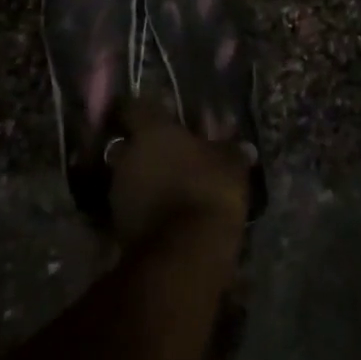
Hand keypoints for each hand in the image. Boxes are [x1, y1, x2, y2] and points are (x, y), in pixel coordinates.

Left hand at [106, 96, 248, 247]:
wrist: (183, 253)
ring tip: (171, 186)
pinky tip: (166, 212)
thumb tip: (242, 145)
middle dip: (148, 147)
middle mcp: (128, 154)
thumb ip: (231, 150)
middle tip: (172, 153)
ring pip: (129, 174)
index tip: (164, 113)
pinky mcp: (117, 223)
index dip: (149, 109)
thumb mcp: (231, 165)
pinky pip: (131, 204)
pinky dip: (144, 205)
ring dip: (145, 178)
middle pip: (131, 142)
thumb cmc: (208, 191)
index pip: (136, 106)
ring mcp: (117, 190)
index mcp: (151, 131)